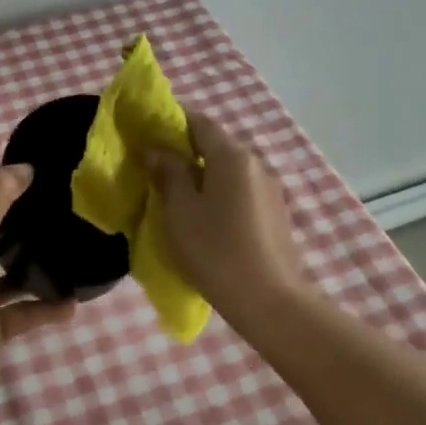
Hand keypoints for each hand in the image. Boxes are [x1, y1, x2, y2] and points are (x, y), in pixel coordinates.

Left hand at [0, 165, 75, 405]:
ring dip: (38, 267)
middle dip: (25, 225)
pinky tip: (72, 303)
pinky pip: (22, 311)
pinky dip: (45, 307)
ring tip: (74, 253)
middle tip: (66, 211)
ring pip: (11, 275)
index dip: (5, 185)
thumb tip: (24, 167)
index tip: (43, 174)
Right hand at [143, 111, 311, 318]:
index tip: (149, 133)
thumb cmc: (217, 250)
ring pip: (229, 171)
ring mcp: (271, 190)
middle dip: (186, 152)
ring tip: (178, 198)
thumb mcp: (181, 211)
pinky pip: (241, 192)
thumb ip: (169, 174)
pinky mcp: (276, 214)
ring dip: (204, 176)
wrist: (271, 303)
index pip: (200, 121)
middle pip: (216, 145)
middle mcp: (256, 163)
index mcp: (232, 156)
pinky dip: (220, 194)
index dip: (173, 121)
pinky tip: (207, 219)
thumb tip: (157, 150)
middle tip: (157, 169)